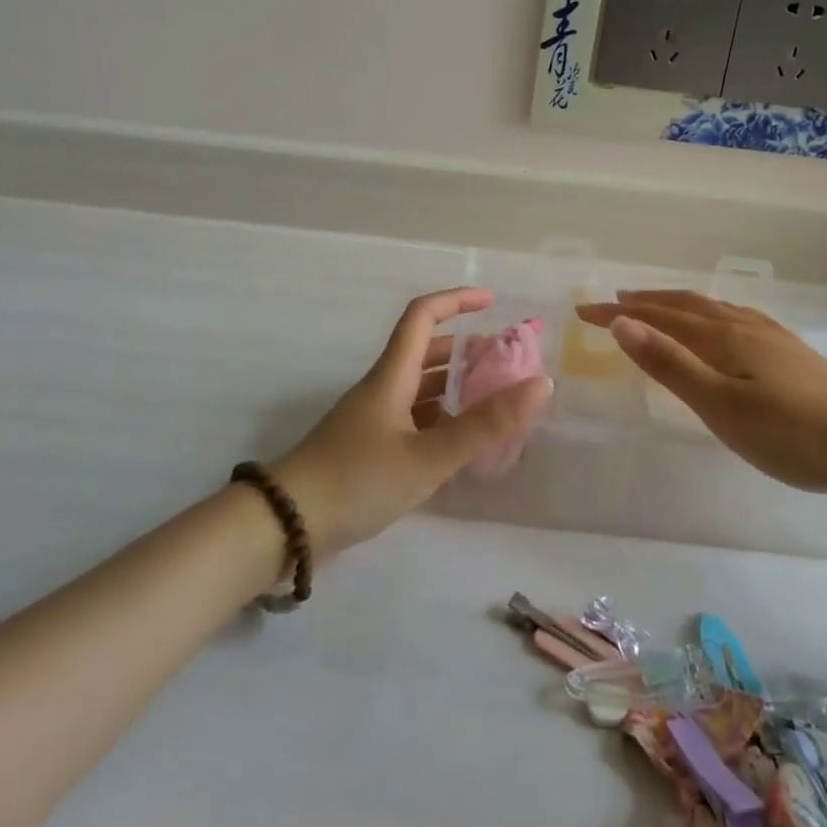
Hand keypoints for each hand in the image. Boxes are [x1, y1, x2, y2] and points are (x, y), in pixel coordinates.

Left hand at [273, 288, 552, 556]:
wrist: (286, 525)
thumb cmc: (358, 479)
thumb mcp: (428, 456)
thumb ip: (485, 425)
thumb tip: (541, 384)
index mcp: (392, 375)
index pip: (422, 316)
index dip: (456, 301)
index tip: (492, 302)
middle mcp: (382, 388)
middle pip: (426, 352)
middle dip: (467, 351)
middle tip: (507, 366)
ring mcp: (373, 419)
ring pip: (420, 388)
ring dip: (456, 386)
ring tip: (495, 402)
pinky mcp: (369, 448)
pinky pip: (413, 419)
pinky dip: (441, 419)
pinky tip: (463, 443)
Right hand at [575, 291, 826, 495]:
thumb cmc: (792, 434)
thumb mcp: (720, 405)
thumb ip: (670, 364)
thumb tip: (622, 323)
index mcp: (722, 337)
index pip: (658, 317)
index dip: (618, 313)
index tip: (582, 311)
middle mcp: (743, 326)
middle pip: (685, 305)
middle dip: (644, 302)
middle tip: (612, 301)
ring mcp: (772, 337)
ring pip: (712, 309)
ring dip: (676, 305)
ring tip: (657, 306)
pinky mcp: (792, 353)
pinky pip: (736, 318)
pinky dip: (710, 314)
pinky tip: (723, 327)